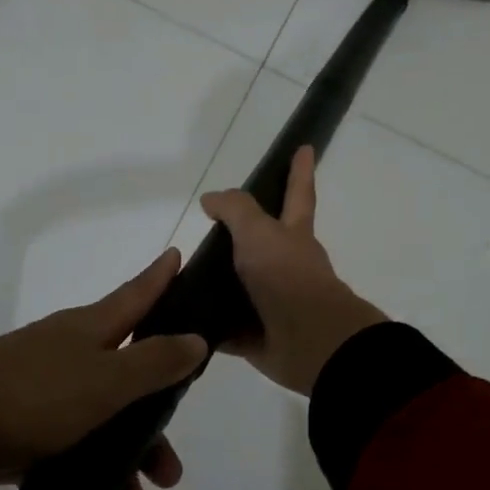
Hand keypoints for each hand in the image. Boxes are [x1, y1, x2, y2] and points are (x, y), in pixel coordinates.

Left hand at [0, 250, 205, 489]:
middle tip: (173, 468)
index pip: (137, 295)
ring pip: (102, 424)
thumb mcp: (106, 379)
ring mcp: (44, 392)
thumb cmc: (33, 395)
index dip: (160, 277)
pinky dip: (90, 477)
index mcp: (91, 330)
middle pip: (129, 378)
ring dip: (124, 466)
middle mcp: (71, 355)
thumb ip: (154, 362)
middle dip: (155, 424)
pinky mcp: (21, 429)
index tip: (178, 255)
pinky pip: (71, 451)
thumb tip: (197, 340)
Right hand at [200, 145, 386, 395]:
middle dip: (243, 236)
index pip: (298, 193)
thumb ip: (236, 210)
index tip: (305, 147)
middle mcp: (287, 266)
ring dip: (219, 282)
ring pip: (241, 287)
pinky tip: (182, 321)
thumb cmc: (287, 276)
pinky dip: (208, 325)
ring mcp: (274, 303)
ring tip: (180, 275)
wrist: (310, 341)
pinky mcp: (257, 336)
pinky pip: (226, 328)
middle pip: (263, 243)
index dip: (300, 170)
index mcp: (294, 236)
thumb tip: (211, 199)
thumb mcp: (259, 232)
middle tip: (209, 228)